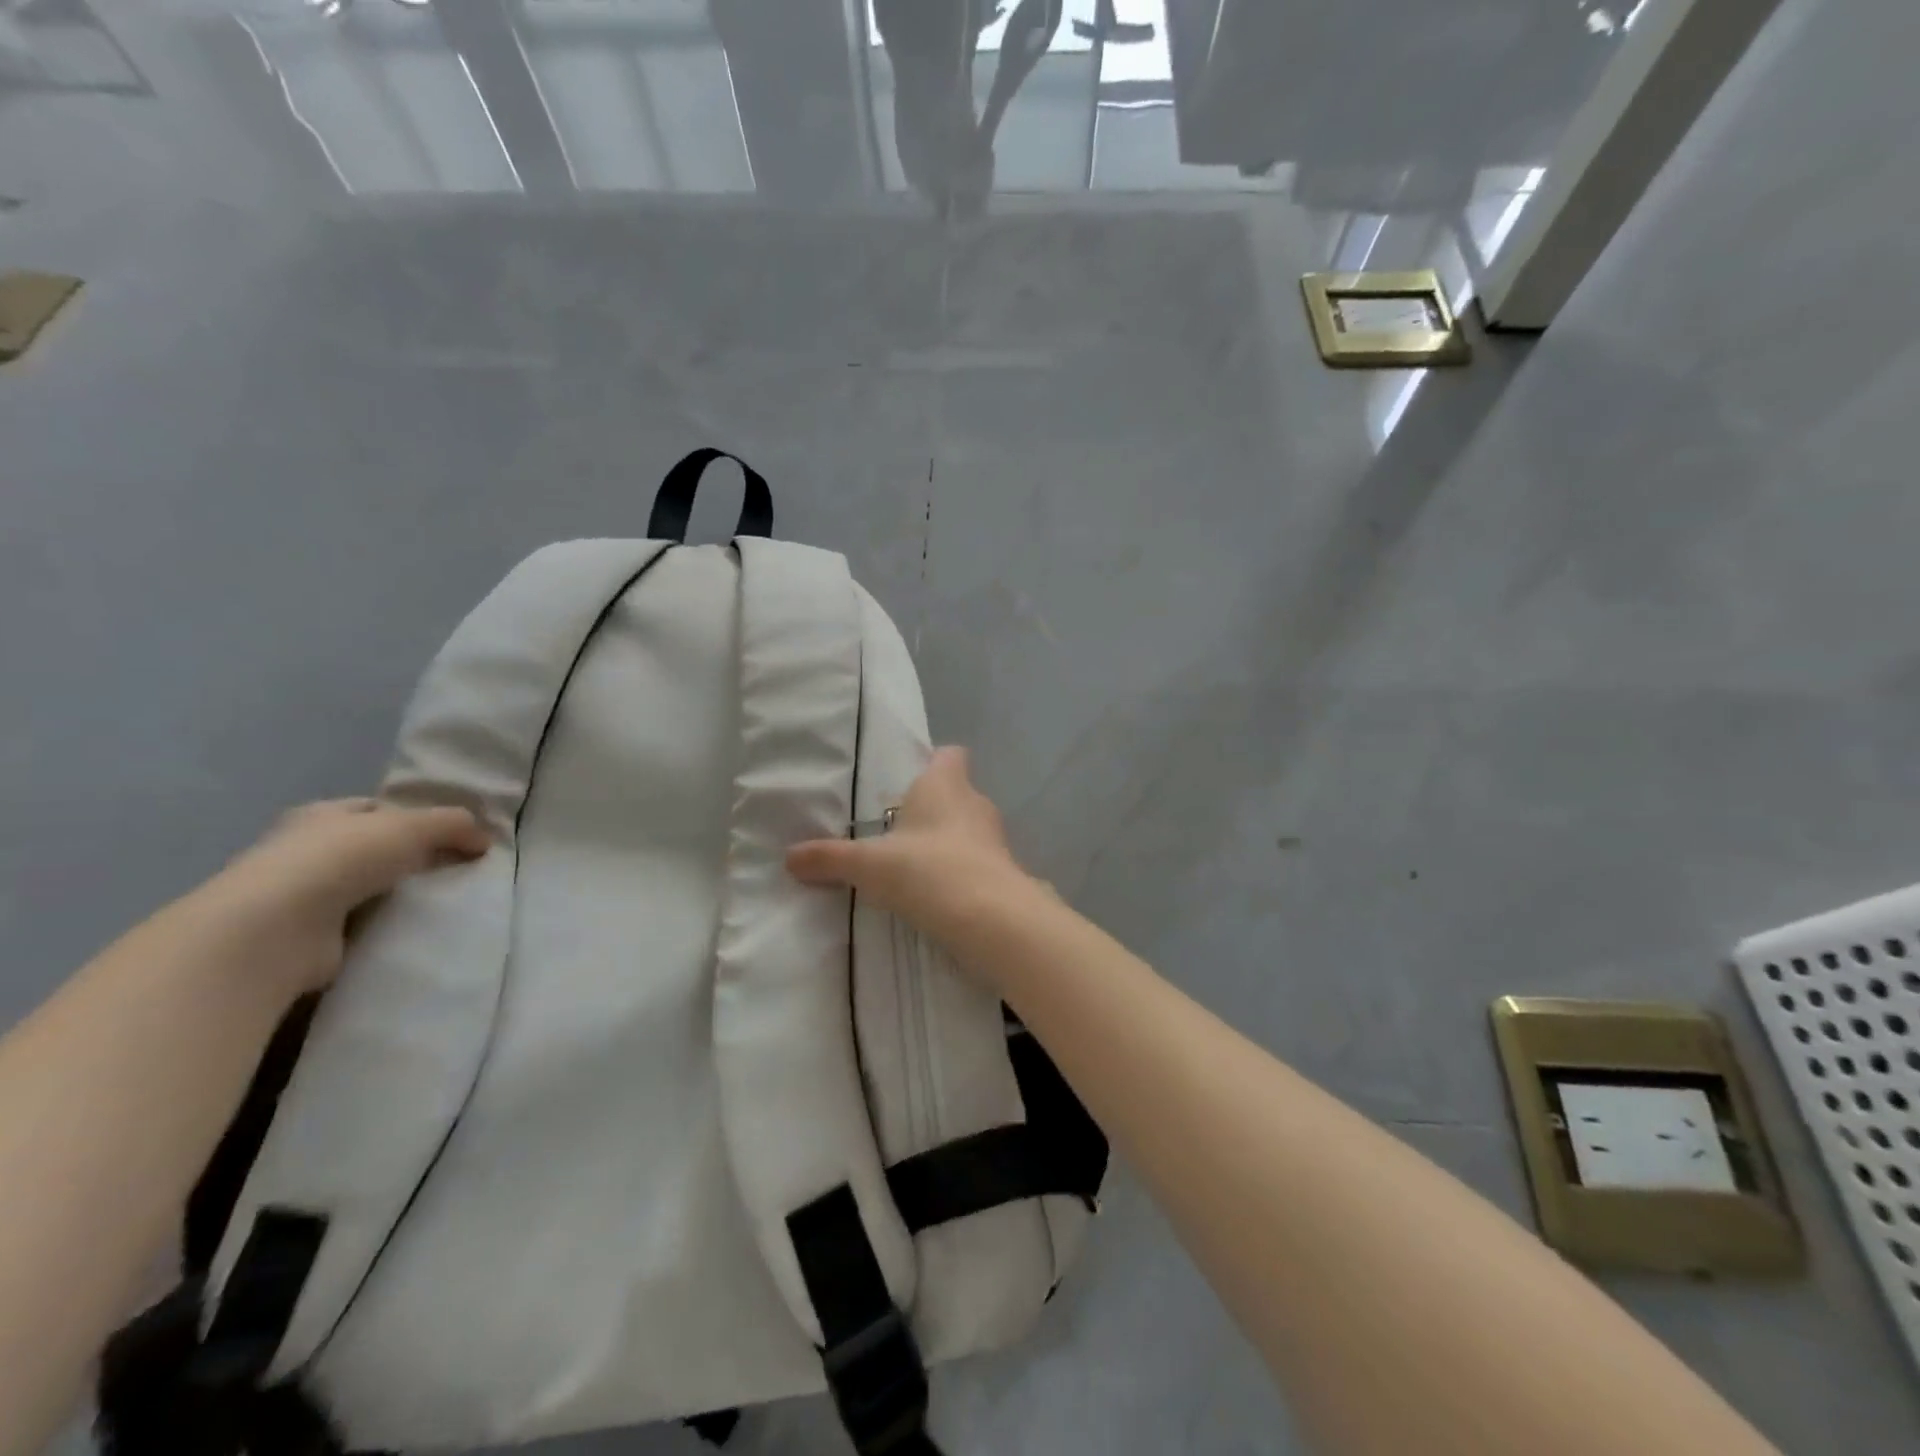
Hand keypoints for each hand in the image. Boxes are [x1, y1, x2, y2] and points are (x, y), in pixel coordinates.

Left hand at [198, 798, 490, 999]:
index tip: (451, 835)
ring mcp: (298, 896)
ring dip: (395, 896)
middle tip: (455, 870)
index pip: (373, 809)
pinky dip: (381, 927)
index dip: (413, 817)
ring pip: (363, 888)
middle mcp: (302, 851)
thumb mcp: (413, 826)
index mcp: (320, 815)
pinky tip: (410, 931)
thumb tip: (485, 840)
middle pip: (369, 848)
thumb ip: (454, 825)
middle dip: (408, 858)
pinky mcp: (302, 938)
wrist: (275, 929)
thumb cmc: (340, 859)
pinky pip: (356, 926)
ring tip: (440, 903)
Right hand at [786, 747, 1034, 943]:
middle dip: (930, 810)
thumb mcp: (868, 865)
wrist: (990, 918)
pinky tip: (937, 896)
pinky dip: (961, 872)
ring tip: (913, 868)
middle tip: (897, 833)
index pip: (950, 755)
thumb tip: (788, 858)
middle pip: (955, 794)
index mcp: (944, 784)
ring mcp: (995, 837)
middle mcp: (975, 802)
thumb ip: (829, 859)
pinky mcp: (1005, 871)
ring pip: (967, 829)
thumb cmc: (927, 870)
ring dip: (946, 844)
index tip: (909, 783)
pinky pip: (978, 862)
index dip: (933, 763)